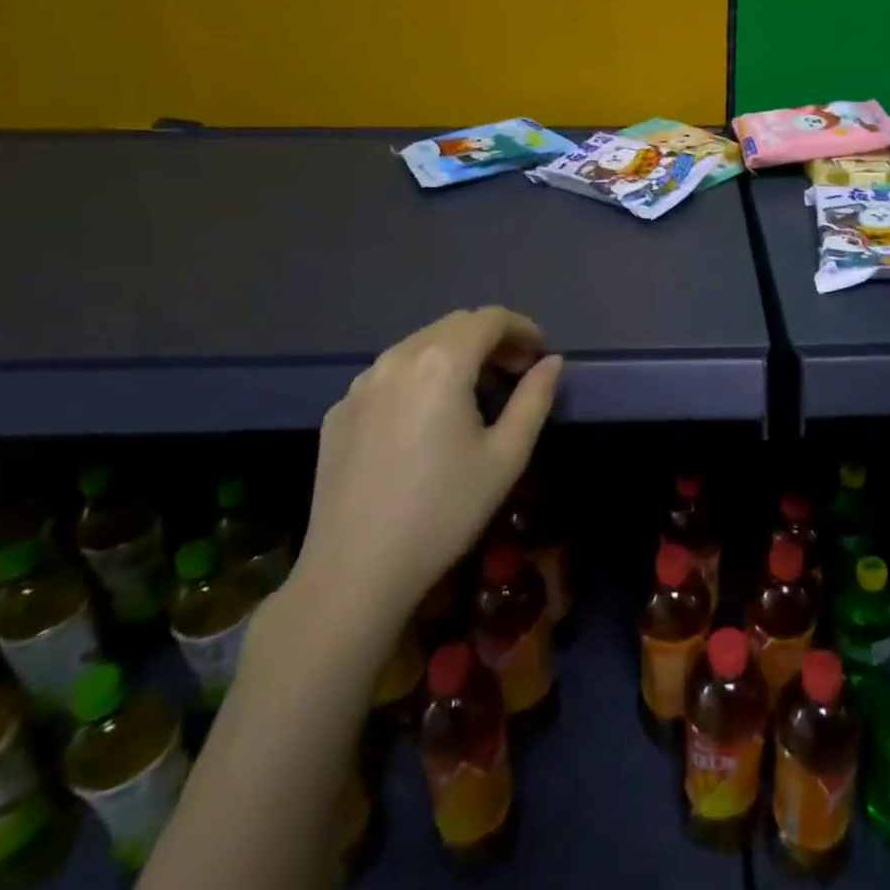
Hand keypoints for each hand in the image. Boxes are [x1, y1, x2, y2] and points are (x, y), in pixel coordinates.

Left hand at [286, 308, 562, 645]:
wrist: (355, 571)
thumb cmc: (445, 511)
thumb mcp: (507, 456)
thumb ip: (535, 398)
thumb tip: (551, 362)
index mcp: (442, 362)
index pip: (490, 318)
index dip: (522, 328)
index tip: (539, 354)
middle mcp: (397, 359)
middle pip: (454, 326)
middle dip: (491, 339)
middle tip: (515, 373)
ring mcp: (360, 384)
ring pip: (418, 346)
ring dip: (455, 355)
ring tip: (475, 395)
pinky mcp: (338, 411)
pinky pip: (389, 375)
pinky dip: (419, 378)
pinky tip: (427, 420)